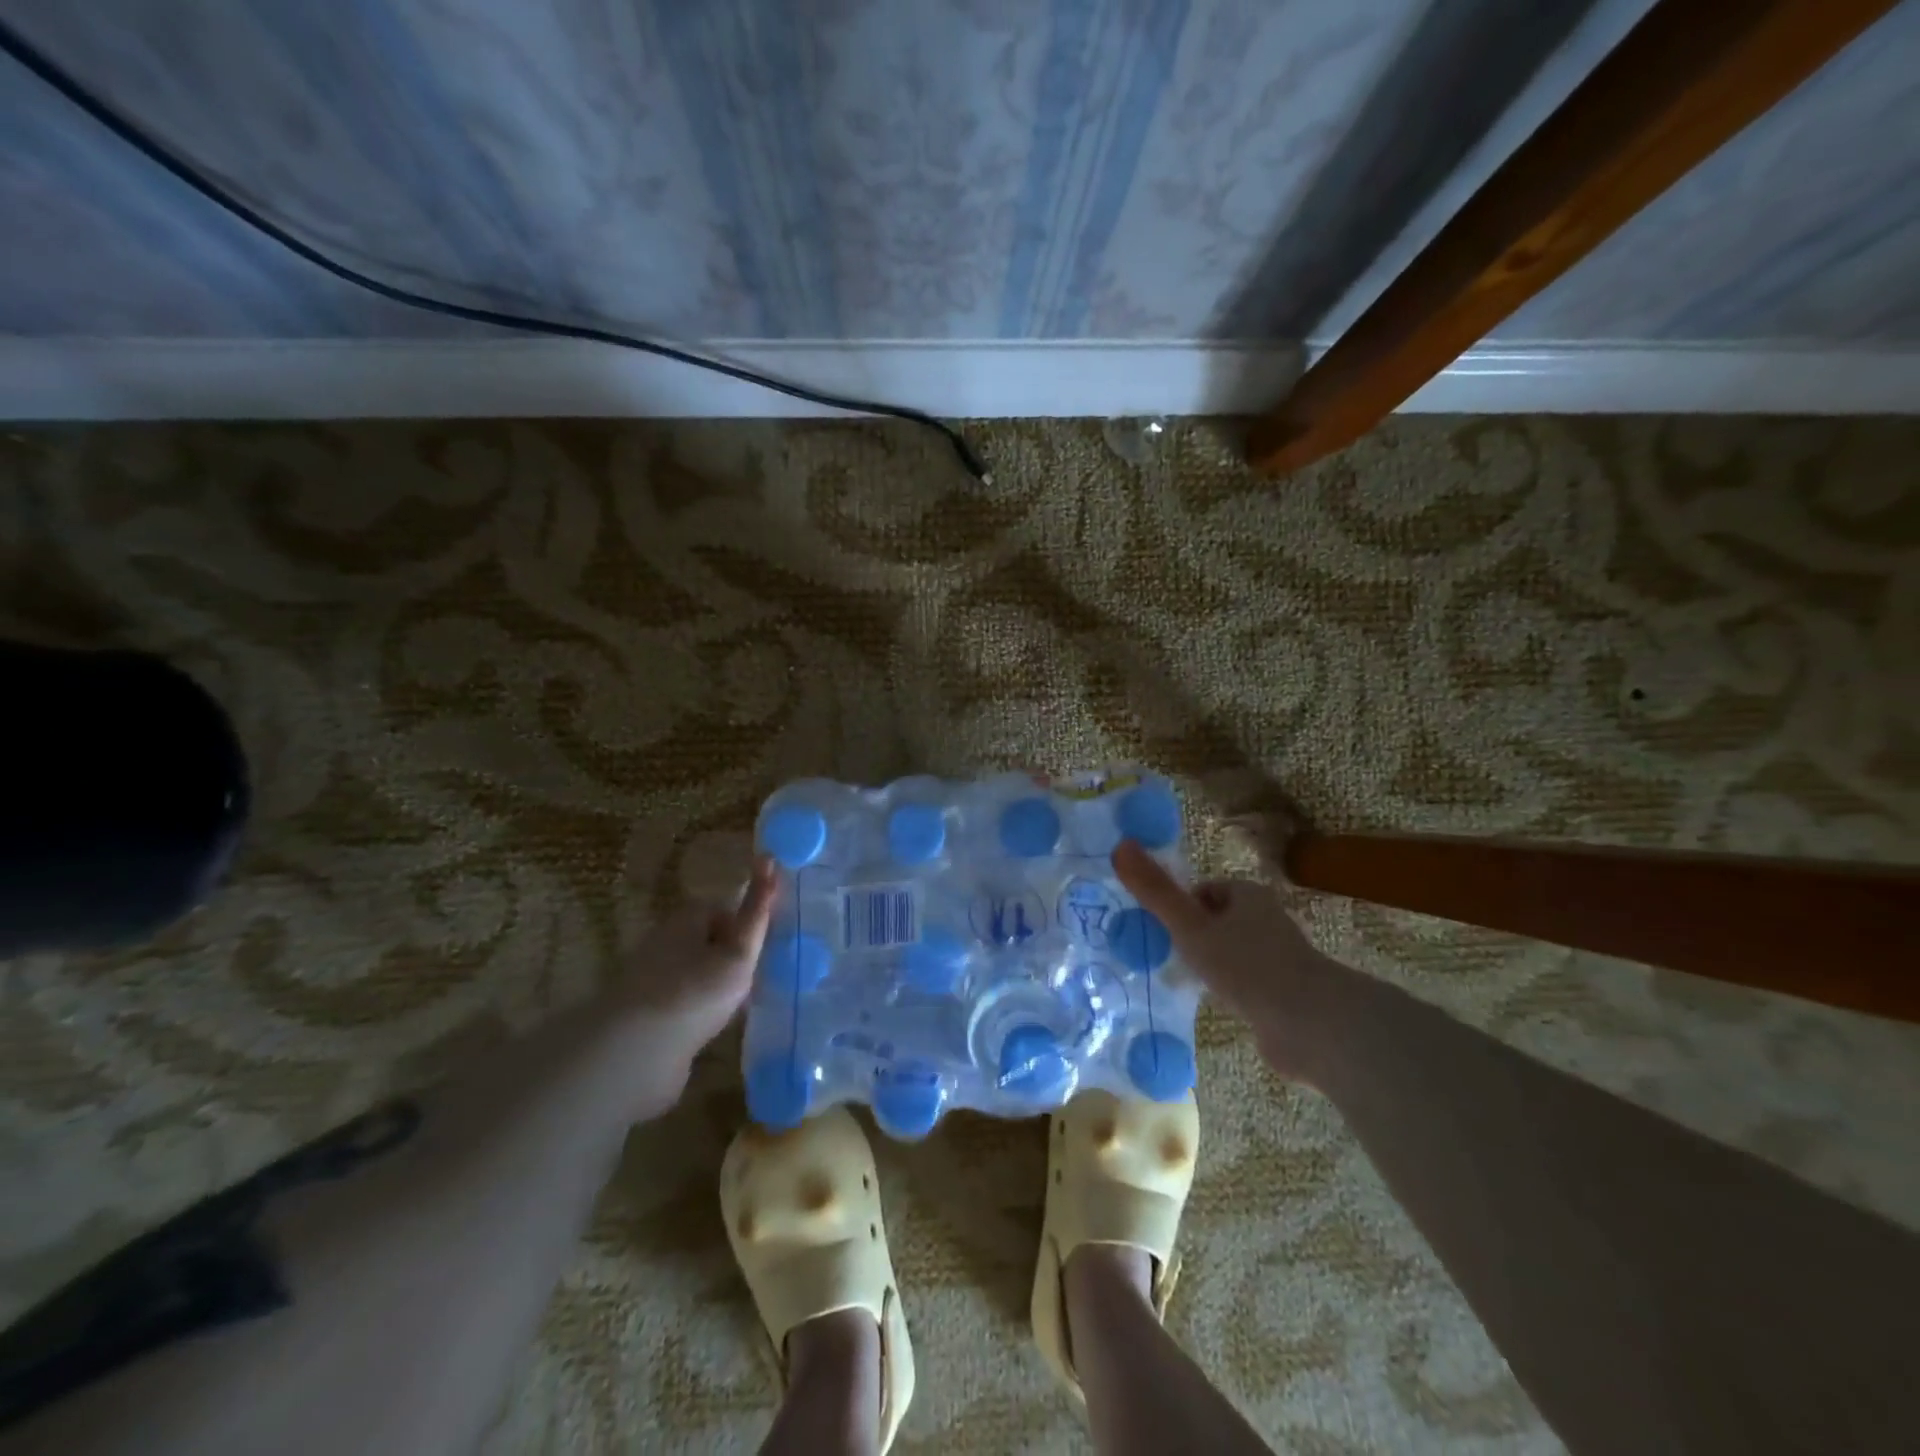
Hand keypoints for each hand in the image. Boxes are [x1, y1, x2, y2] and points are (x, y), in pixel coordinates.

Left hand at [610, 855, 777, 1076]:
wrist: (634, 1053)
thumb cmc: (695, 992)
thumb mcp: (738, 952)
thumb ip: (757, 912)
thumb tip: (768, 857)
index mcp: (686, 918)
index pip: (724, 909)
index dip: (748, 927)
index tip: (763, 951)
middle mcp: (666, 940)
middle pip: (710, 940)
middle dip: (733, 957)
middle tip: (756, 980)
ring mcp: (652, 978)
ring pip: (697, 972)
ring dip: (717, 985)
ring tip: (738, 1006)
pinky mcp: (646, 1013)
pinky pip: (684, 1002)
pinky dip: (700, 1010)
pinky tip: (711, 1026)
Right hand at [1112, 839, 1356, 1084]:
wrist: (1310, 1025)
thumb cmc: (1247, 966)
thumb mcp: (1191, 927)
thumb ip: (1155, 891)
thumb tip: (1120, 845)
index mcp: (1248, 895)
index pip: (1204, 890)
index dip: (1180, 907)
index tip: (1163, 931)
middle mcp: (1266, 919)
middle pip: (1216, 920)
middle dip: (1193, 937)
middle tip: (1170, 958)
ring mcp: (1278, 957)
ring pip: (1230, 952)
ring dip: (1209, 965)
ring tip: (1188, 983)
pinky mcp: (1283, 992)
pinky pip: (1244, 982)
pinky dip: (1228, 990)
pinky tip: (1216, 1005)